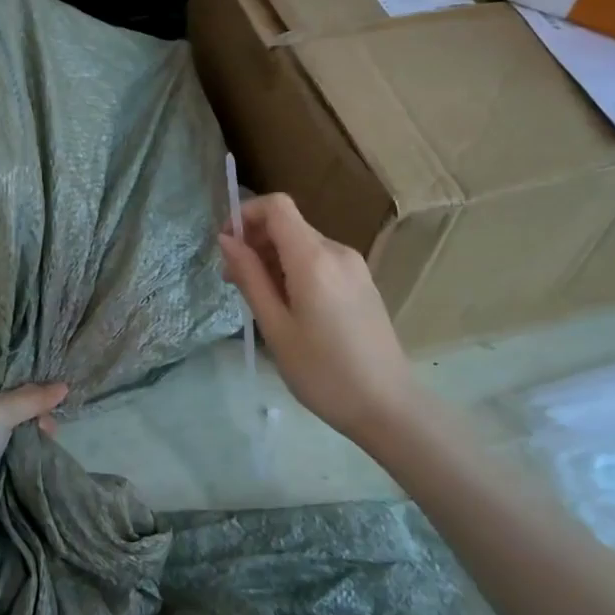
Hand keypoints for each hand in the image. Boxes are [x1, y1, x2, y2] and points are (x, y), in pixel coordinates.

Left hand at [0, 383, 67, 563]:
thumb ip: (29, 399)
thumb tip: (64, 385)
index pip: (4, 386)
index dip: (31, 391)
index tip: (55, 402)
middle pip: (10, 414)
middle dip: (34, 418)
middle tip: (52, 432)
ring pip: (10, 441)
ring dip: (31, 442)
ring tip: (50, 448)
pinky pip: (6, 466)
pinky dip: (22, 464)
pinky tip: (38, 466)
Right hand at [218, 192, 418, 444]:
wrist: (388, 407)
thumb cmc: (323, 372)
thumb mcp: (275, 327)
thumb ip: (250, 278)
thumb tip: (227, 240)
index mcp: (314, 259)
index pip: (277, 207)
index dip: (246, 214)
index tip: (227, 245)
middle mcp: (337, 252)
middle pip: (288, 225)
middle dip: (255, 242)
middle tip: (234, 282)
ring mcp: (354, 267)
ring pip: (302, 244)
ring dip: (273, 258)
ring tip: (259, 300)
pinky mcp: (361, 282)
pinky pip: (319, 261)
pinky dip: (294, 270)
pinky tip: (288, 306)